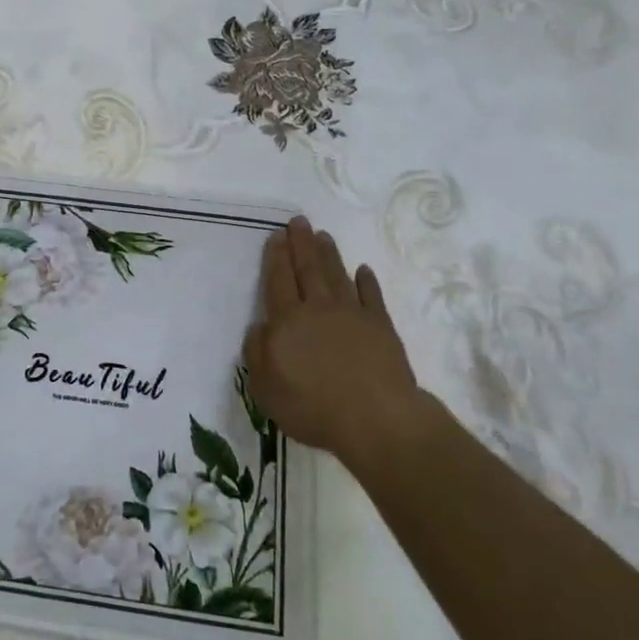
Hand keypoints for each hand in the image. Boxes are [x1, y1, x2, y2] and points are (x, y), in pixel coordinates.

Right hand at [243, 218, 429, 466]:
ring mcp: (352, 315)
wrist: (375, 418)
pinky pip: (371, 296)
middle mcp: (318, 309)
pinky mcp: (381, 327)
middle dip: (301, 244)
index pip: (278, 281)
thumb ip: (257, 352)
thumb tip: (261, 326)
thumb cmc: (312, 406)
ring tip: (323, 236)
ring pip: (337, 276)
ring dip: (329, 255)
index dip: (276, 257)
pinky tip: (363, 270)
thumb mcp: (265, 387)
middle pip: (307, 269)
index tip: (277, 236)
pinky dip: (367, 281)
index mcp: (287, 321)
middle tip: (299, 221)